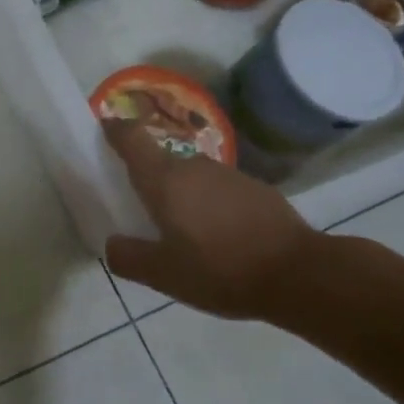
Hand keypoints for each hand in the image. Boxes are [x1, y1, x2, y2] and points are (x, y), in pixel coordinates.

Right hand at [103, 119, 324, 320]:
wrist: (299, 274)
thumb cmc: (220, 270)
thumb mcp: (162, 275)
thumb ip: (128, 257)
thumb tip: (113, 243)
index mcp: (164, 180)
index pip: (132, 139)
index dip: (115, 130)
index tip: (104, 128)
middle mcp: (194, 167)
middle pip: (161, 161)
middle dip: (148, 178)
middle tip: (142, 209)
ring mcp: (229, 175)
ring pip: (192, 177)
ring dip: (182, 194)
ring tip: (183, 230)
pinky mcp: (257, 189)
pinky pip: (219, 191)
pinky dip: (210, 205)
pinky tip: (219, 237)